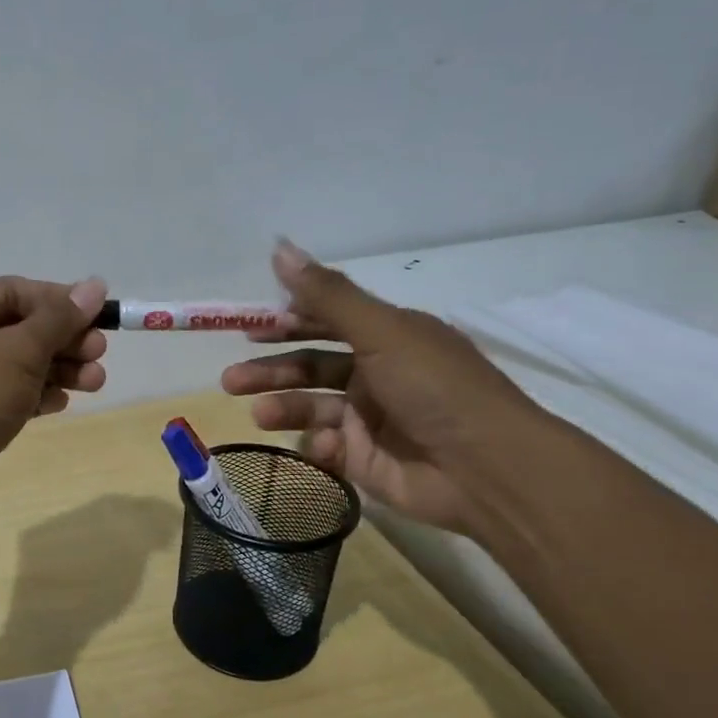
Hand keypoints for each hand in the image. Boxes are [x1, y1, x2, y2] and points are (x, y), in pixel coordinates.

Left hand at [0, 275, 108, 523]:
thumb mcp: (20, 350)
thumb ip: (60, 319)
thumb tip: (95, 285)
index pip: (15, 291)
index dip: (61, 302)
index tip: (101, 318)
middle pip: (17, 328)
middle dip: (63, 341)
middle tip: (99, 355)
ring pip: (14, 364)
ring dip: (56, 370)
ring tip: (94, 383)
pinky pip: (4, 393)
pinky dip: (33, 394)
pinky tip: (61, 403)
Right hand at [220, 240, 548, 533]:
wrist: (486, 470)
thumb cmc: (436, 388)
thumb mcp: (381, 332)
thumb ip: (328, 295)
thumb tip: (279, 247)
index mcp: (388, 338)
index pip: (326, 322)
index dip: (287, 322)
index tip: (248, 330)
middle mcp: (377, 374)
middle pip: (311, 367)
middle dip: (270, 372)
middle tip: (230, 380)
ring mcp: (370, 419)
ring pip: (312, 407)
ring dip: (282, 407)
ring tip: (257, 415)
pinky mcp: (365, 459)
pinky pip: (328, 446)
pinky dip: (319, 444)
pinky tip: (325, 445)